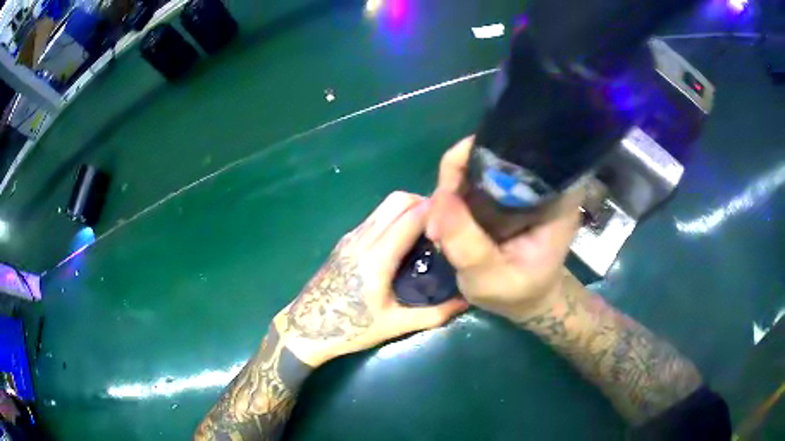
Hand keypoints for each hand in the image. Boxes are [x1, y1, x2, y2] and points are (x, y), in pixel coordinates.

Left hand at [274, 192, 468, 366]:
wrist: (306, 329)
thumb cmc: (350, 329)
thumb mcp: (395, 325)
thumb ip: (434, 314)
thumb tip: (466, 301)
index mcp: (377, 258)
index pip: (411, 218)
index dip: (436, 211)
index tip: (458, 216)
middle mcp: (363, 239)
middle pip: (397, 200)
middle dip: (423, 202)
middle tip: (442, 224)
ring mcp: (351, 237)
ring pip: (384, 206)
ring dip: (408, 207)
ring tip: (426, 229)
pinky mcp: (345, 241)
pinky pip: (374, 217)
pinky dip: (394, 216)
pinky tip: (402, 239)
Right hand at [426, 137, 582, 320]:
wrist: (528, 298)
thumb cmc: (517, 293)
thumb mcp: (490, 280)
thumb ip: (467, 246)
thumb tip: (440, 200)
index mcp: (556, 197)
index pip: (517, 153)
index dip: (475, 160)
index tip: (449, 195)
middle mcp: (542, 180)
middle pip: (492, 151)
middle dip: (457, 175)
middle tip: (439, 216)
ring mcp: (523, 182)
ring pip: (478, 161)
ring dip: (452, 186)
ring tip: (441, 222)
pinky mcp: (506, 188)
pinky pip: (475, 174)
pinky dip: (456, 191)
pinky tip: (448, 217)